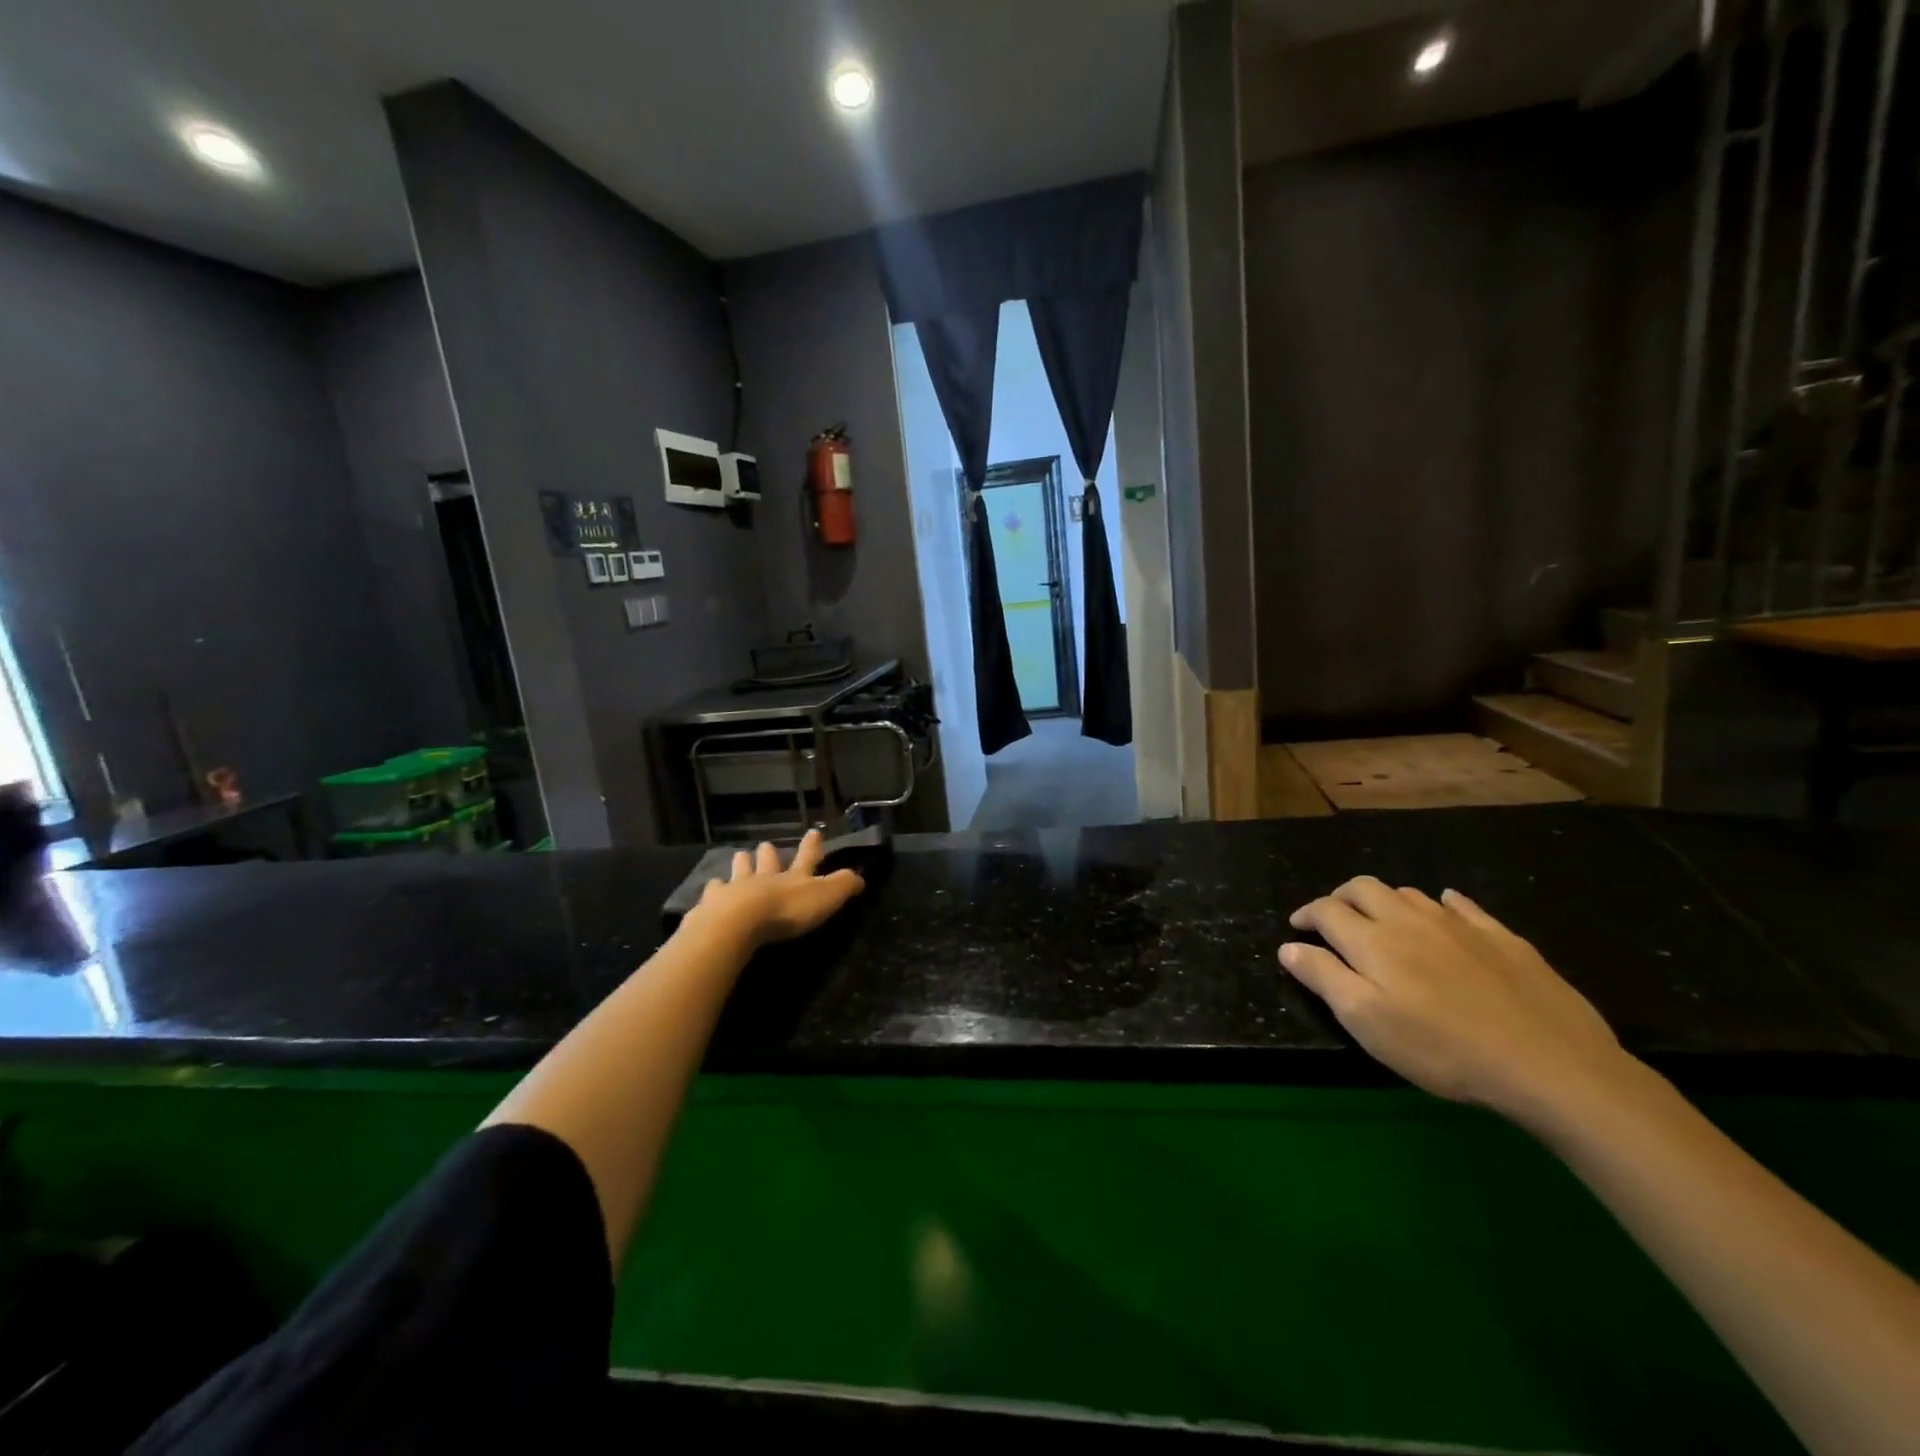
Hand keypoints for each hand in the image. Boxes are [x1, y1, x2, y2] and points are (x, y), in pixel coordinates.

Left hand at [690, 829, 864, 948]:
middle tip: (765, 844)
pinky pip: (713, 892)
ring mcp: (736, 889)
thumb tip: (861, 876)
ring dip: (742, 864)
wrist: (738, 922)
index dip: (812, 846)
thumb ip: (844, 886)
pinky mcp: (713, 905)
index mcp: (793, 878)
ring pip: (740, 871)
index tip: (814, 831)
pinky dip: (714, 889)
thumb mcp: (826, 897)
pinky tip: (710, 888)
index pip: (807, 858)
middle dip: (768, 853)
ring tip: (739, 856)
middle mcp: (765, 878)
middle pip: (767, 861)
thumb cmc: (786, 911)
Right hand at [1281, 876, 1635, 1126]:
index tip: (1297, 929)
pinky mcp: (1502, 938)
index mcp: (1372, 940)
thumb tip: (1289, 946)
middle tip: (1333, 920)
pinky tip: (1445, 913)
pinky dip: (1440, 904)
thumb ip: (1323, 978)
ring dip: (1385, 901)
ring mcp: (1459, 925)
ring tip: (1382, 923)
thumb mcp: (1367, 1023)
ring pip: (1409, 894)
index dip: (1307, 915)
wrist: (1551, 1065)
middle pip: (1364, 888)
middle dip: (1340, 897)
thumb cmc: (1443, 1049)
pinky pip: (1462, 905)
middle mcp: (1410, 920)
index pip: (1327, 910)